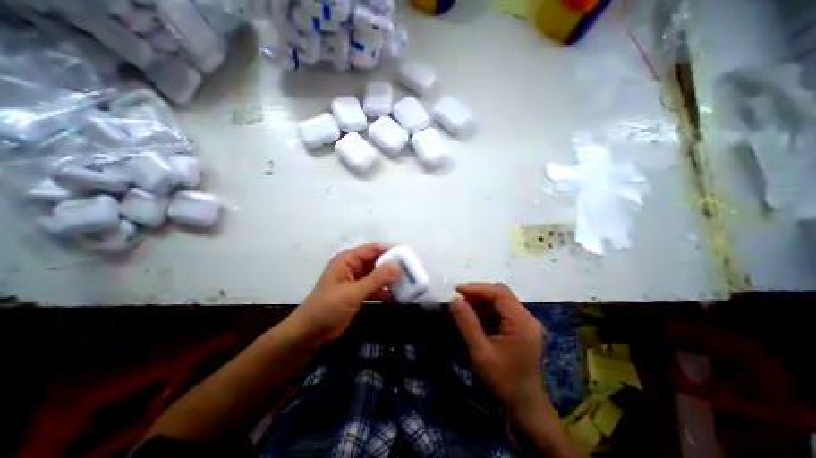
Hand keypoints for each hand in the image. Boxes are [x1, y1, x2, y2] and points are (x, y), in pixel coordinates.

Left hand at [290, 245, 399, 344]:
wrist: (309, 334)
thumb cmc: (327, 308)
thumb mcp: (353, 292)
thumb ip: (376, 279)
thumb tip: (398, 265)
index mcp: (348, 260)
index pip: (373, 249)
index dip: (390, 250)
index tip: (408, 255)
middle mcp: (353, 267)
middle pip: (377, 262)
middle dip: (393, 266)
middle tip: (411, 270)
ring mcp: (356, 281)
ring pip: (377, 276)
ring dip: (391, 280)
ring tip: (409, 283)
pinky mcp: (358, 294)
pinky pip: (375, 289)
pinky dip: (385, 292)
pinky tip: (399, 296)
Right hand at [448, 282, 543, 414]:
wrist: (526, 407)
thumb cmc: (504, 380)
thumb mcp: (481, 352)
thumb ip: (467, 323)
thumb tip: (454, 300)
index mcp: (522, 322)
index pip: (499, 294)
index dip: (477, 289)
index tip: (457, 290)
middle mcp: (528, 318)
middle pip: (502, 295)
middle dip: (479, 293)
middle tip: (460, 298)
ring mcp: (527, 323)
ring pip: (502, 302)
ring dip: (482, 301)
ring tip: (464, 306)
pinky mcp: (523, 329)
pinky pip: (504, 312)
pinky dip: (488, 310)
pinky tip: (476, 317)